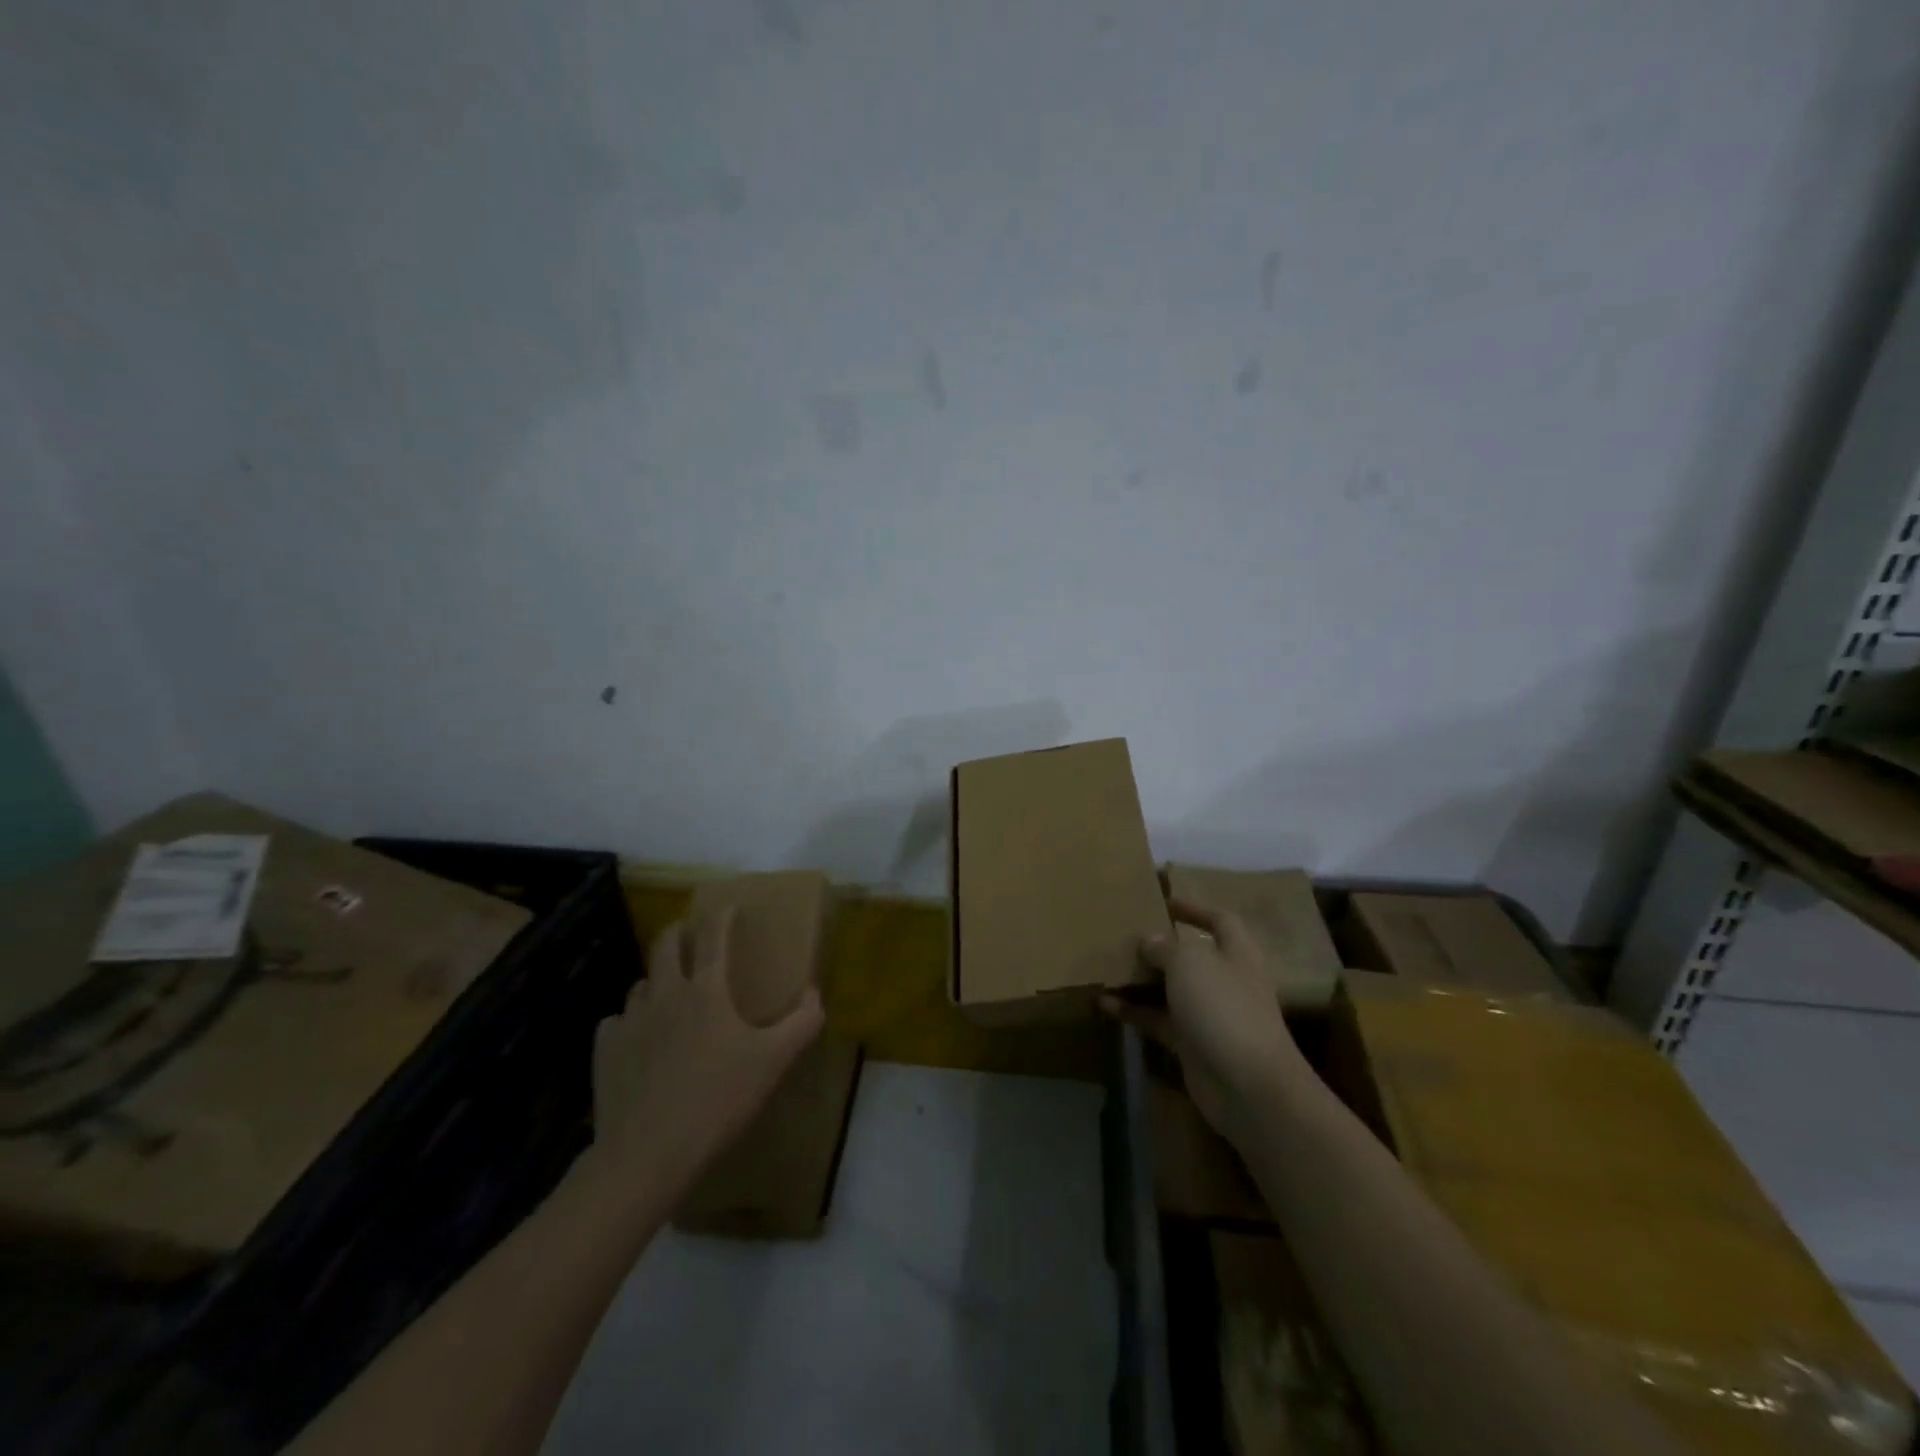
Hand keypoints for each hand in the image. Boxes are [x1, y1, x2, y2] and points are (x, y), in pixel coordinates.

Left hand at [587, 910, 824, 1205]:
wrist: (647, 1155)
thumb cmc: (718, 1100)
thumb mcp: (774, 1062)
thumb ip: (802, 1023)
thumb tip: (816, 993)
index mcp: (706, 991)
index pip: (713, 938)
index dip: (722, 916)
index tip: (728, 905)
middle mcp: (664, 995)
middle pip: (665, 946)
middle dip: (678, 932)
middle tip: (688, 932)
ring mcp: (630, 1022)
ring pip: (641, 984)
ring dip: (656, 979)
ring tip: (667, 992)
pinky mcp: (605, 1051)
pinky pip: (616, 1022)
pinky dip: (629, 1022)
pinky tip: (638, 1039)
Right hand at [1103, 900, 1308, 1137]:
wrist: (1248, 1086)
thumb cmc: (1223, 1007)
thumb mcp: (1189, 962)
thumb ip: (1165, 946)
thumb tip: (1150, 940)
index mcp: (1236, 952)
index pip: (1219, 920)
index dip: (1194, 908)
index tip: (1163, 902)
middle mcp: (1225, 979)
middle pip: (1191, 955)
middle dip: (1159, 946)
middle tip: (1123, 936)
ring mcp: (1210, 1014)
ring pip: (1170, 989)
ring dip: (1140, 981)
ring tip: (1106, 968)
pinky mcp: (1192, 1044)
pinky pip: (1158, 1020)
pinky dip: (1133, 1012)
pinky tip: (1103, 1004)